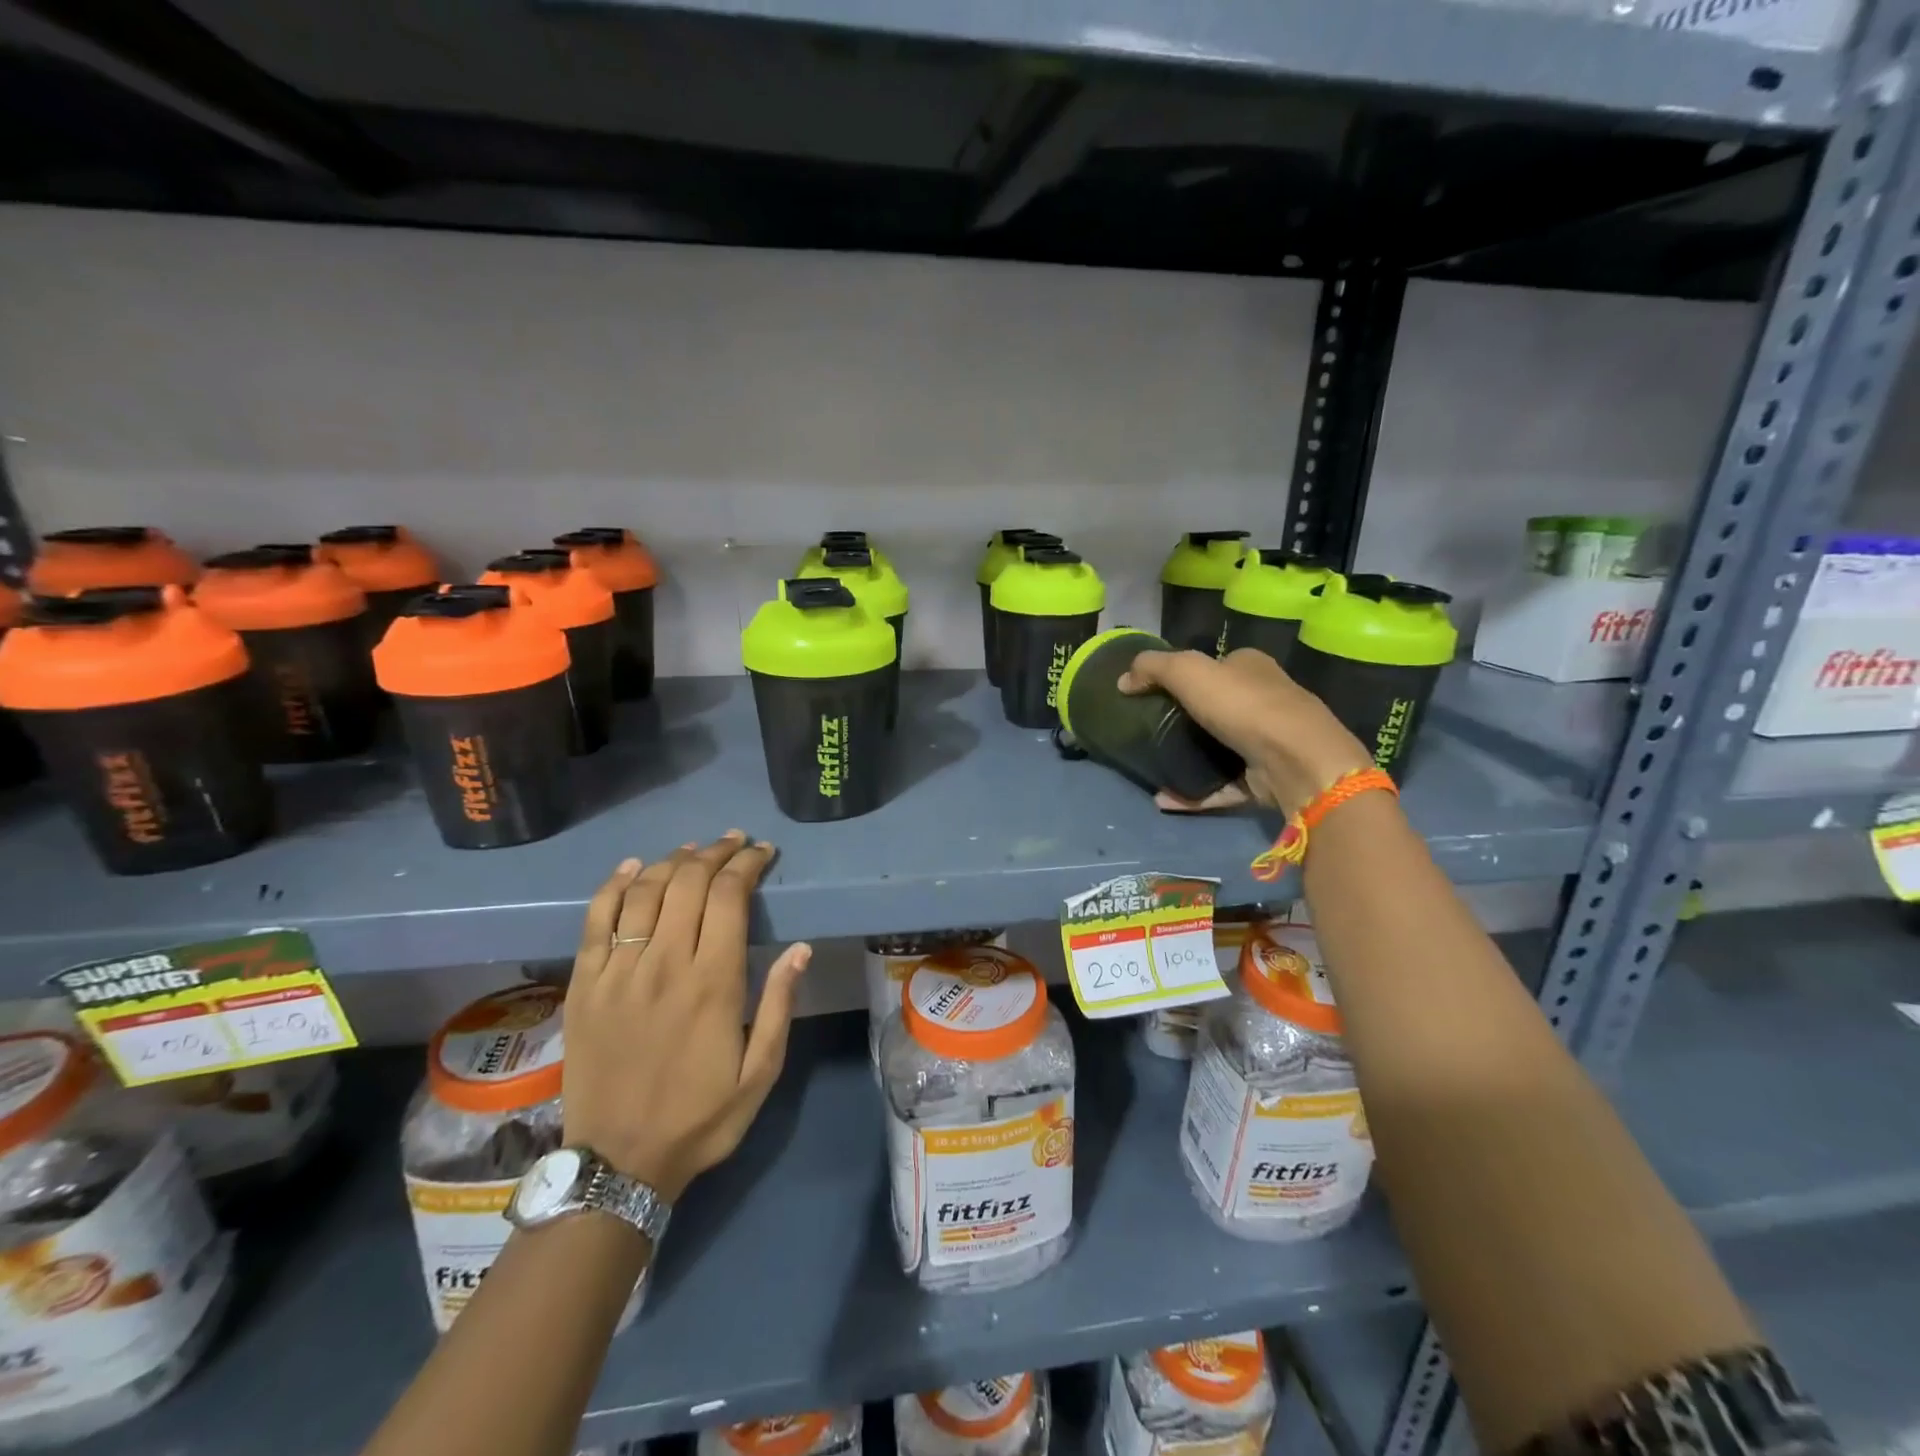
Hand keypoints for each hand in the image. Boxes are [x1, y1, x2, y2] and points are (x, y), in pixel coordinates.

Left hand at [562, 831, 810, 1201]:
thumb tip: (800, 948)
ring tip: (693, 850)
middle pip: (688, 883)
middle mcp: (664, 964)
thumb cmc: (700, 1118)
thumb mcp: (760, 1073)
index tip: (762, 852)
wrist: (617, 1163)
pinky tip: (633, 868)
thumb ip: (778, 1005)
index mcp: (713, 982)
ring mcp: (618, 972)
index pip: (729, 897)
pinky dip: (614, 886)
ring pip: (644, 892)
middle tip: (734, 843)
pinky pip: (596, 920)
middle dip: (715, 852)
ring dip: (672, 861)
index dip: (747, 864)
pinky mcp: (584, 985)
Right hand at [1120, 648, 1373, 815]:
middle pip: (1216, 707)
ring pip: (1219, 749)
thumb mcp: (1189, 671)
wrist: (1296, 761)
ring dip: (1187, 759)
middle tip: (1147, 731)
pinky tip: (1164, 798)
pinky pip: (1221, 786)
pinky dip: (1194, 792)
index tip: (1152, 694)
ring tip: (1153, 767)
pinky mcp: (1265, 779)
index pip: (1216, 665)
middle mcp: (1264, 700)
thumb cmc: (1243, 705)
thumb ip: (1153, 668)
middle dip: (1184, 719)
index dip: (1185, 676)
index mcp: (1251, 667)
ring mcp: (1267, 742)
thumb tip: (1123, 680)